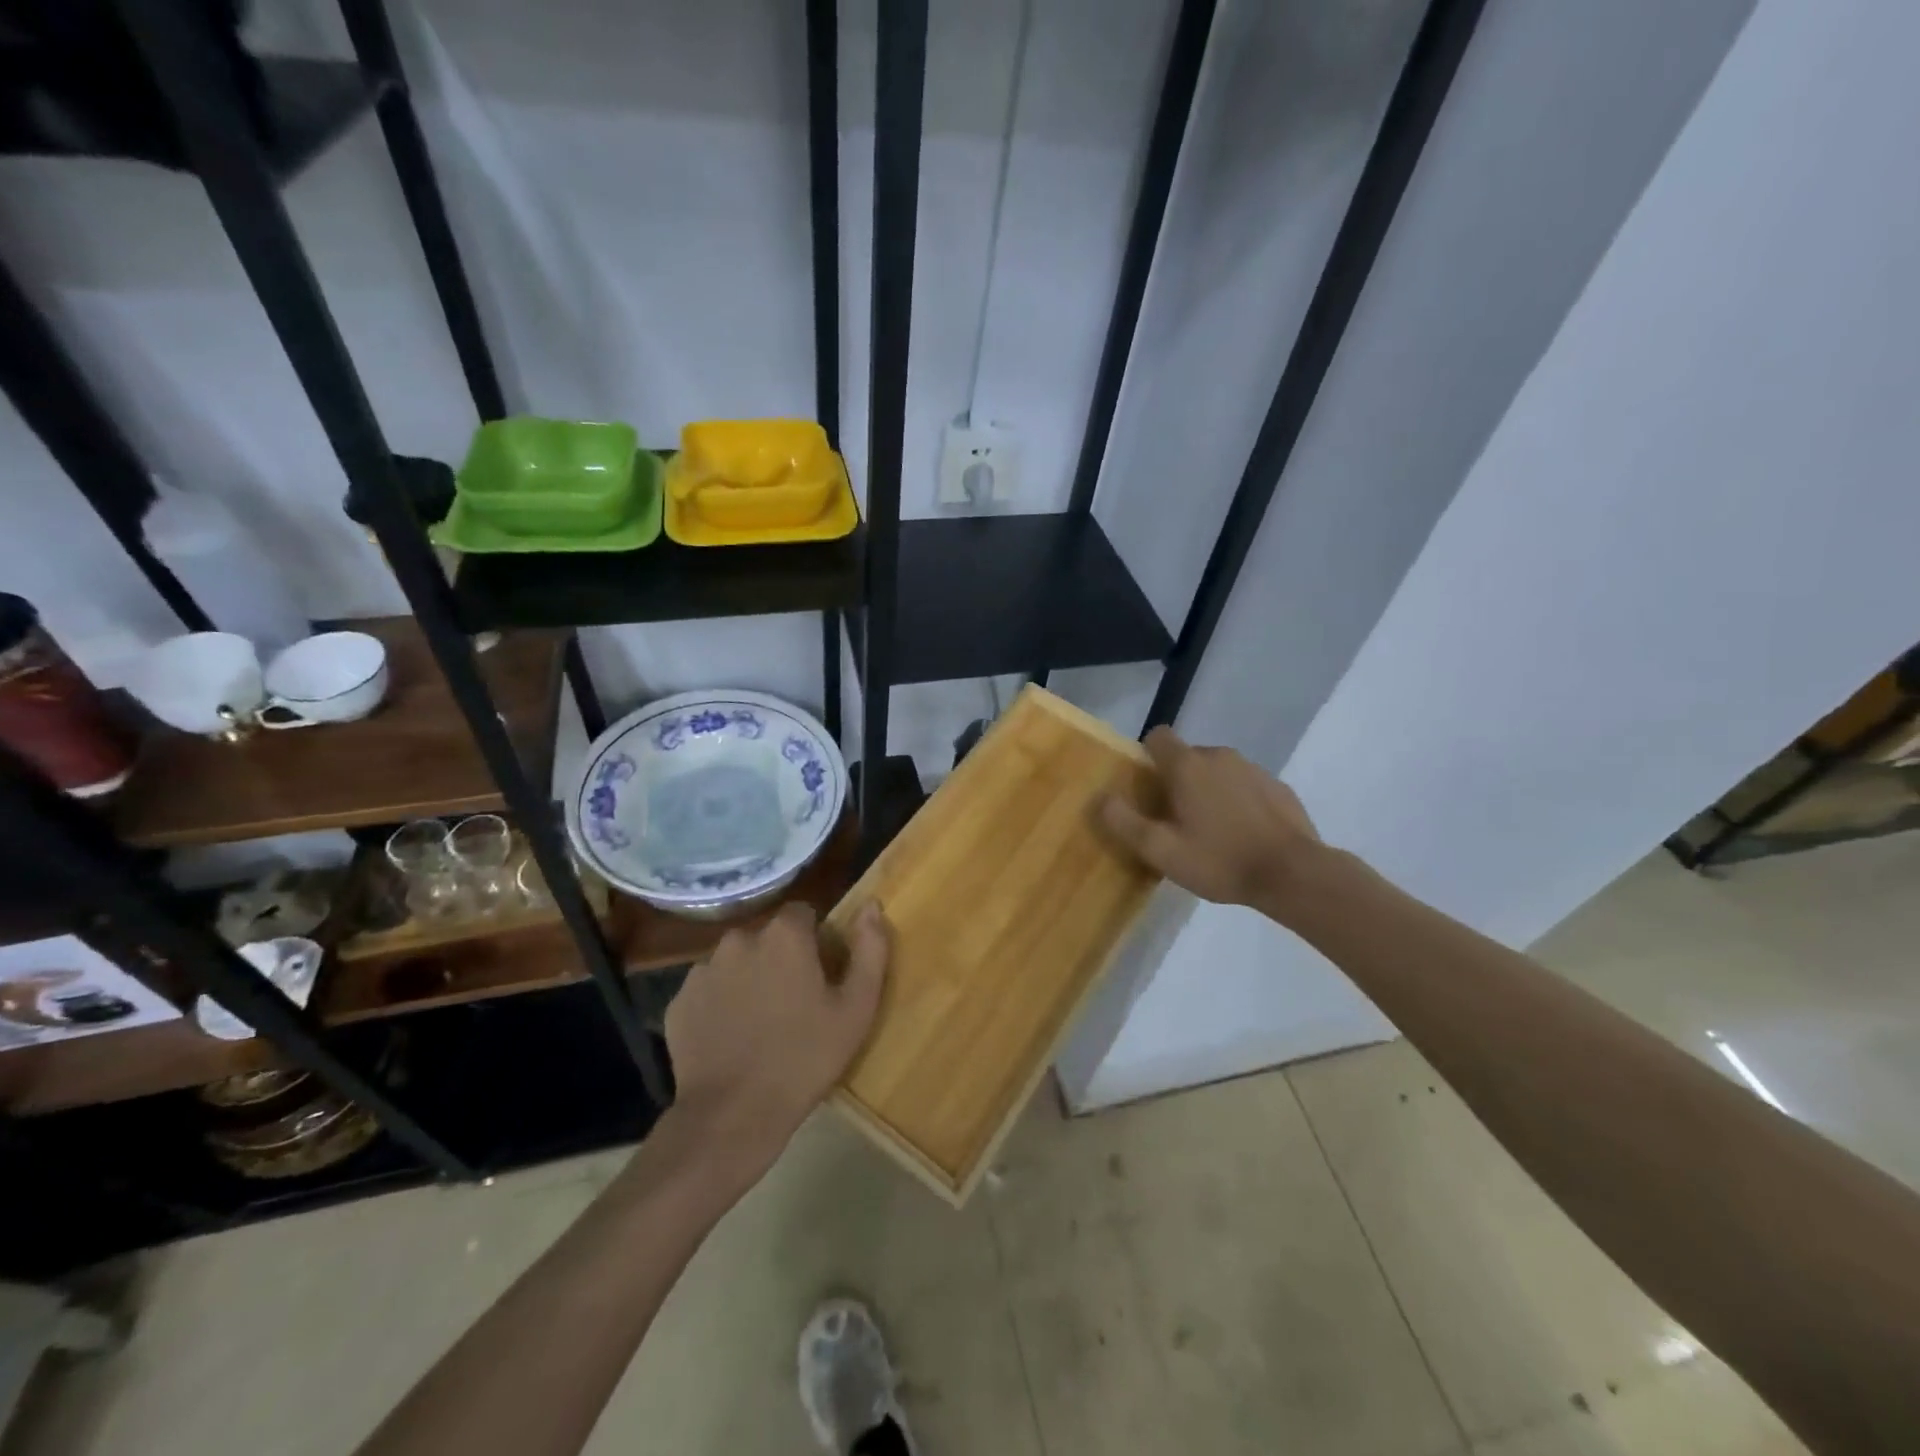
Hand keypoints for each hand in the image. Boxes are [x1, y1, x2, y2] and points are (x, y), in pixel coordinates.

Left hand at [664, 902, 888, 1179]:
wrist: (732, 1115)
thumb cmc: (805, 1057)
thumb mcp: (857, 1007)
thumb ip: (870, 949)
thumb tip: (871, 904)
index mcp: (784, 935)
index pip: (803, 913)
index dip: (815, 939)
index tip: (821, 974)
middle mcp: (740, 939)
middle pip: (768, 936)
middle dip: (780, 958)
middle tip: (794, 1002)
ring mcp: (703, 969)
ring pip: (736, 962)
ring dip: (749, 978)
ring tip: (761, 1023)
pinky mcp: (679, 1001)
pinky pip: (708, 990)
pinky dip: (720, 1004)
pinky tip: (732, 1037)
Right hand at [1099, 726, 1319, 910]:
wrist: (1294, 874)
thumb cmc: (1220, 861)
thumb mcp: (1161, 851)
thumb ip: (1125, 822)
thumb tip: (1101, 798)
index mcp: (1188, 766)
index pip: (1158, 737)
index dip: (1147, 756)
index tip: (1147, 788)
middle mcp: (1220, 756)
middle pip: (1188, 757)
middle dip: (1178, 781)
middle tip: (1176, 821)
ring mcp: (1253, 769)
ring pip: (1219, 771)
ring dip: (1210, 791)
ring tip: (1212, 832)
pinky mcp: (1279, 787)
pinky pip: (1246, 786)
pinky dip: (1239, 802)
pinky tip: (1243, 836)